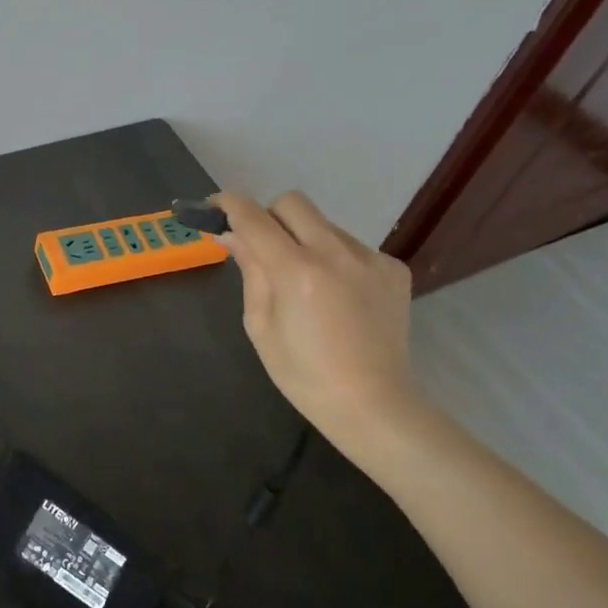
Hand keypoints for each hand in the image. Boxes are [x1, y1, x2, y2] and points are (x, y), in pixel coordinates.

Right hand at [214, 190, 422, 460]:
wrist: (372, 404)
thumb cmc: (303, 374)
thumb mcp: (260, 325)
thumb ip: (250, 271)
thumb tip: (232, 235)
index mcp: (296, 271)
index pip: (253, 217)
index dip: (229, 205)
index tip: (215, 207)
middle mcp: (336, 253)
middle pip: (292, 203)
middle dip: (269, 217)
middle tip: (263, 247)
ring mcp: (370, 258)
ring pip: (324, 224)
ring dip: (304, 239)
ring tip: (306, 282)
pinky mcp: (393, 268)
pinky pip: (352, 246)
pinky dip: (335, 260)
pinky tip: (338, 296)